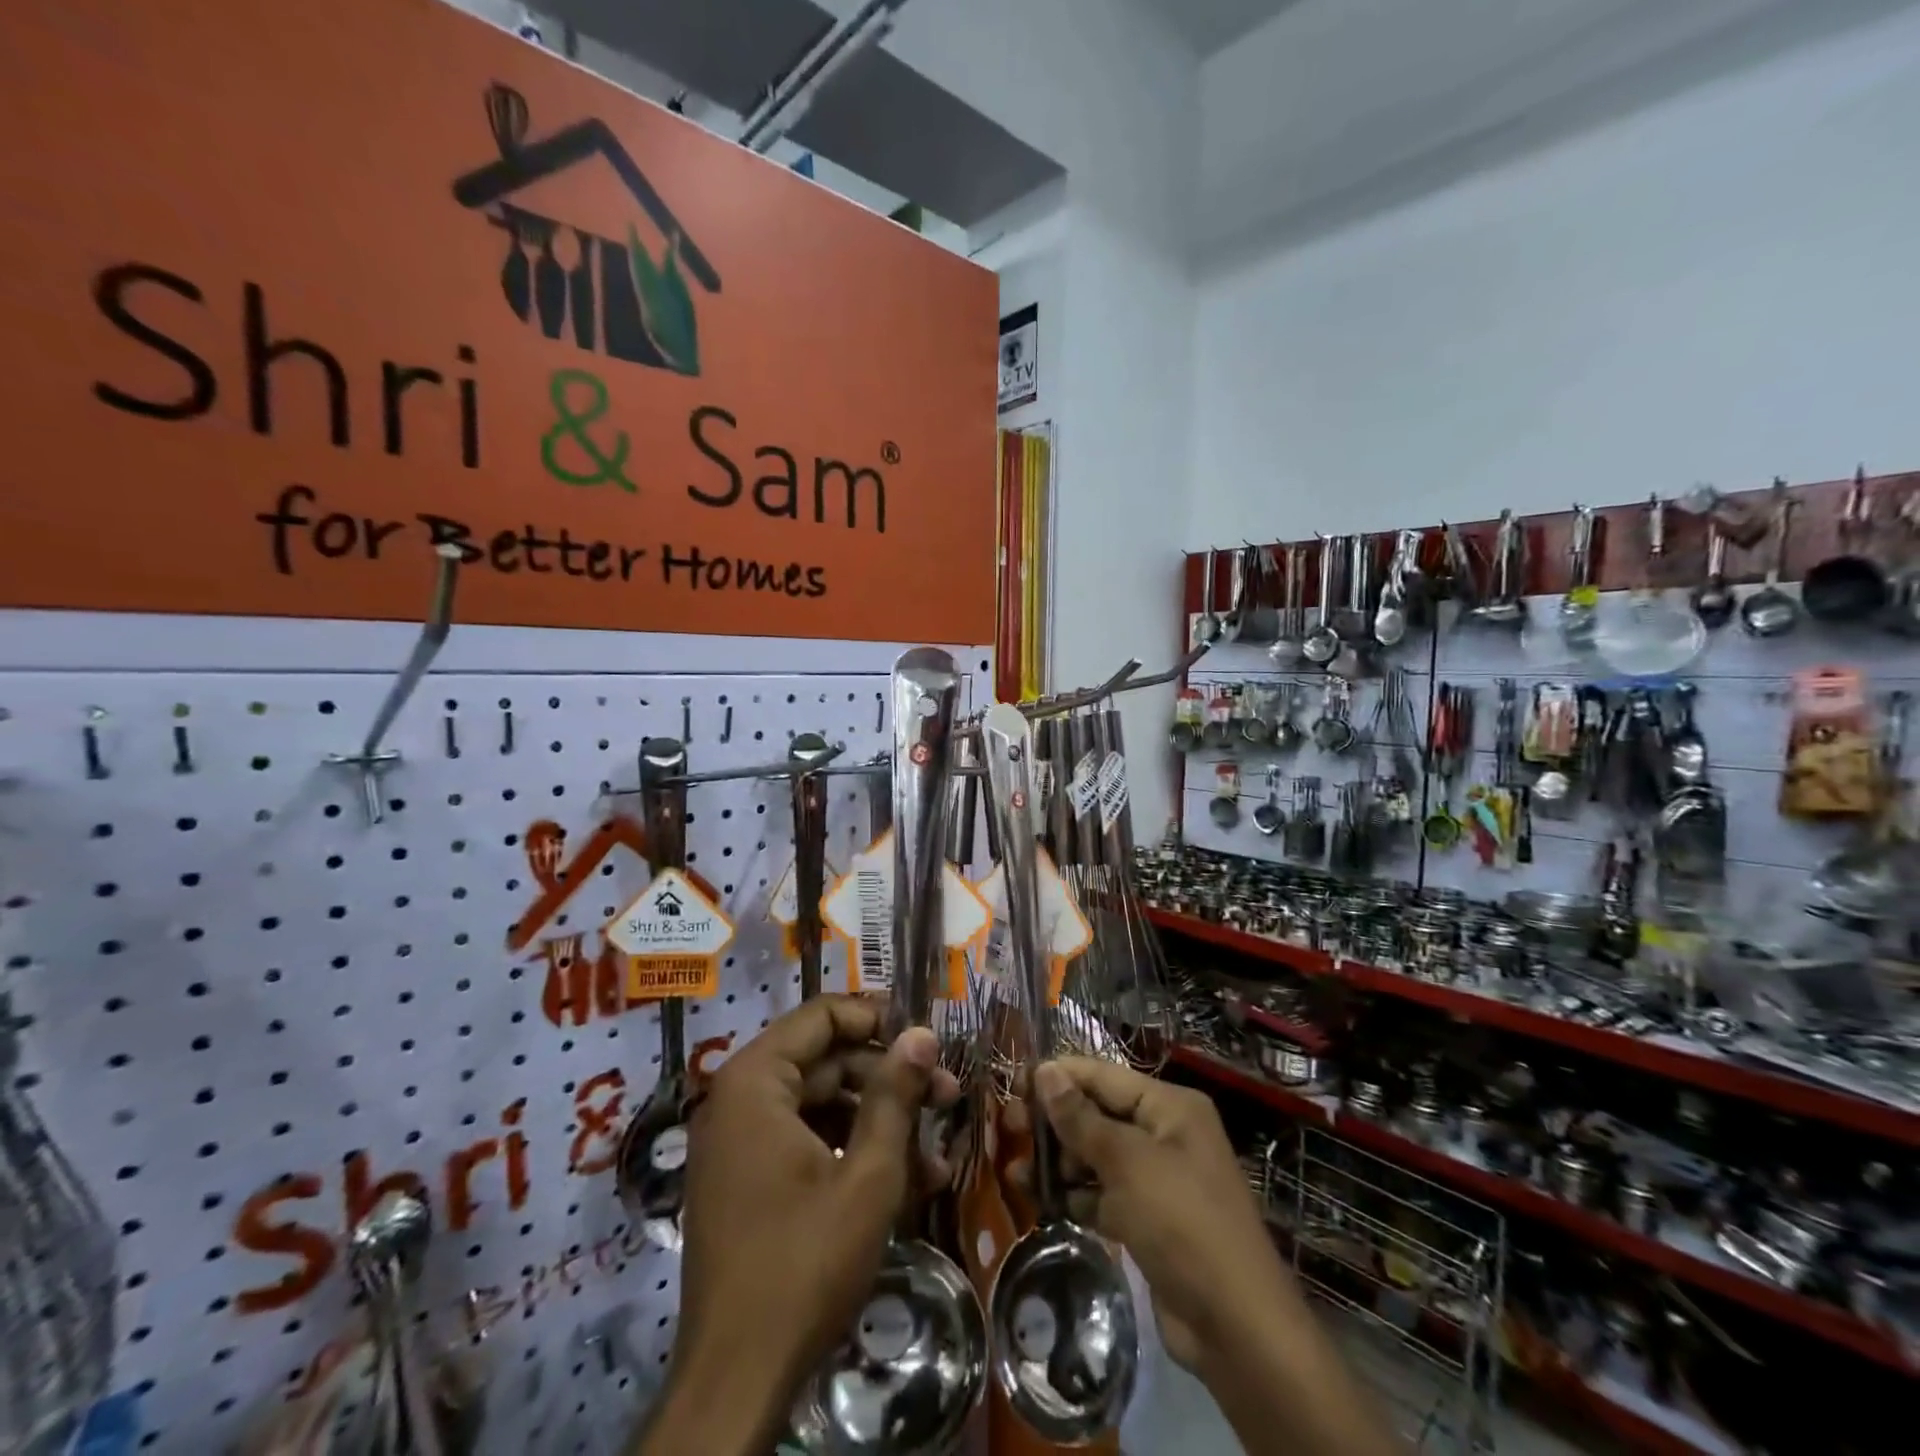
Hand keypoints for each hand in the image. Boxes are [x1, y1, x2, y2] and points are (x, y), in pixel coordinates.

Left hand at [636, 996, 958, 1455]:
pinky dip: (852, 1151)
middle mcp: (739, 1099)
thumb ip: (895, 1095)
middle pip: (826, 1061)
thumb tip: (922, 1034)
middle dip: (890, 1078)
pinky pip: (806, 1141)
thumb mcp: (868, 1175)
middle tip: (949, 1096)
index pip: (822, 1015)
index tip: (927, 1039)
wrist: (736, 1383)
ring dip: (880, 1120)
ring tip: (937, 1150)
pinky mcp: (749, 1179)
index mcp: (755, 1080)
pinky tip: (908, 1180)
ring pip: (823, 1104)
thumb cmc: (804, 1263)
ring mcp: (741, 1142)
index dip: (878, 1019)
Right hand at [1026, 1059, 1394, 1455]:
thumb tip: (1044, 1071)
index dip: (1059, 1077)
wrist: (1237, 1328)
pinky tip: (1040, 1200)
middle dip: (1055, 1122)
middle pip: (1098, 1114)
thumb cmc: (1183, 1223)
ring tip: (1016, 1171)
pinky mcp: (1148, 1219)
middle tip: (1009, 1128)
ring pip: (1096, 1156)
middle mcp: (1165, 1133)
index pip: (1103, 1076)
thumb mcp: (1127, 1163)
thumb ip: (1081, 1118)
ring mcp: (1157, 1178)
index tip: (1014, 1084)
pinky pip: (1103, 1194)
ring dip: (1059, 1161)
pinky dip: (1075, 1195)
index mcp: (1169, 1106)